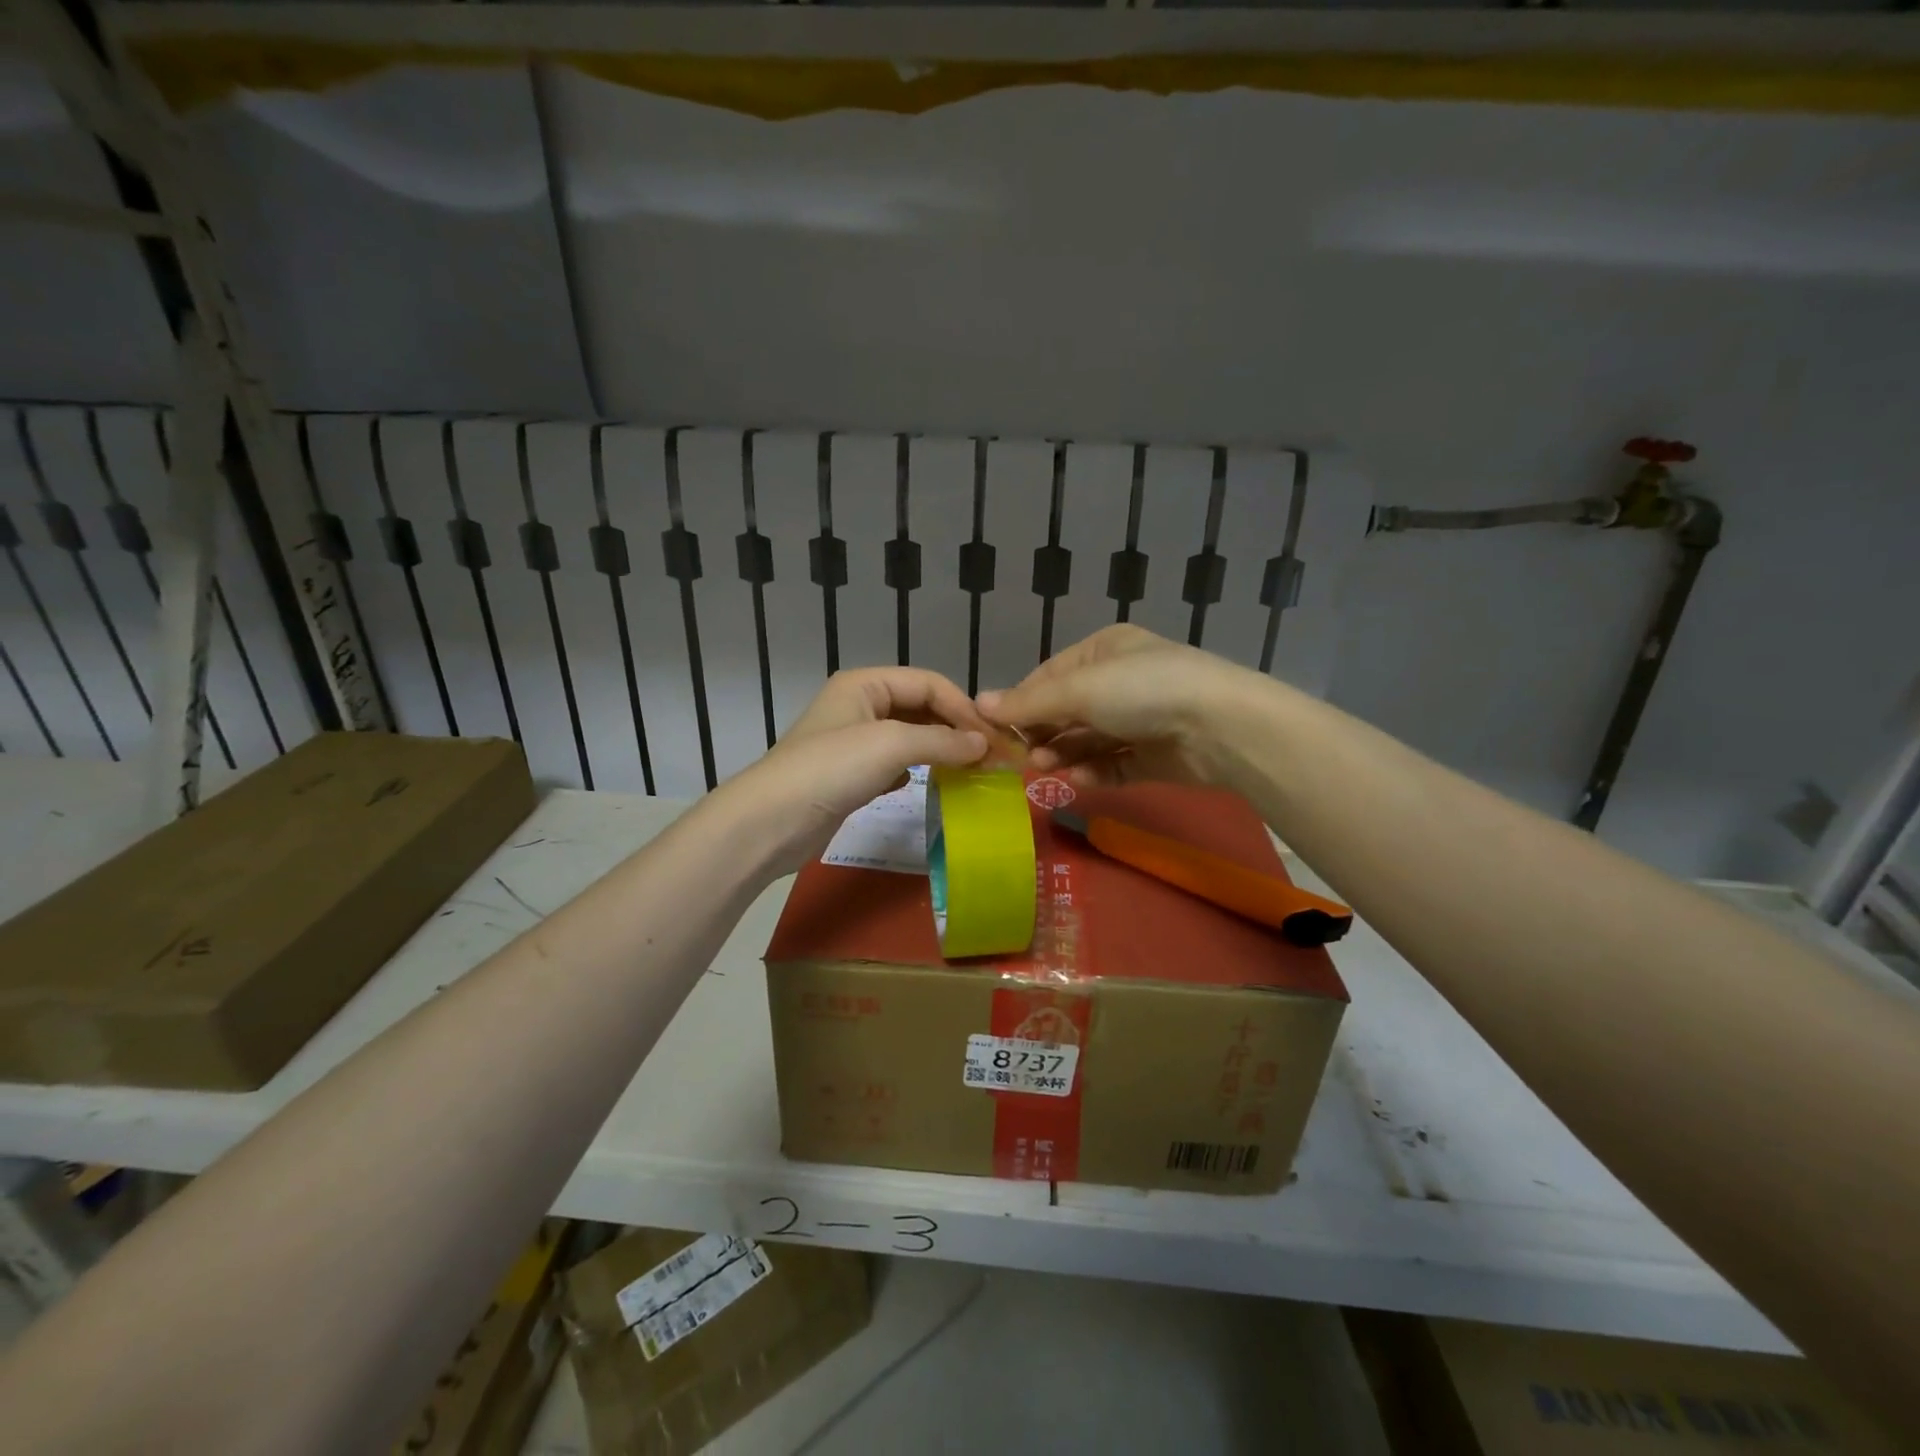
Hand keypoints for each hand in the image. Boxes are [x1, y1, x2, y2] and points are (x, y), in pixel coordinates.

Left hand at [724, 667, 990, 869]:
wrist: (770, 822)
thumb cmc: (831, 769)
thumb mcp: (891, 744)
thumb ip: (942, 740)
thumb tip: (984, 745)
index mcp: (865, 684)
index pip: (929, 683)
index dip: (964, 708)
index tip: (995, 740)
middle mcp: (860, 705)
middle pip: (921, 708)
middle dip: (956, 729)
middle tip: (991, 758)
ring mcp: (853, 741)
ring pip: (910, 737)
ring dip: (941, 750)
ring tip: (971, 771)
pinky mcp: (851, 775)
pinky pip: (896, 763)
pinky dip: (918, 770)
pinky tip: (932, 784)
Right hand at [978, 625, 1264, 788]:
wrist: (1220, 727)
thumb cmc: (1141, 691)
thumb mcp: (1079, 689)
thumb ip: (1028, 703)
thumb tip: (976, 704)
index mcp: (1104, 651)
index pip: (1049, 676)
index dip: (1021, 702)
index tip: (994, 729)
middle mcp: (1122, 681)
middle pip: (1068, 710)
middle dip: (1044, 732)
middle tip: (1022, 755)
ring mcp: (1141, 719)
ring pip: (1089, 740)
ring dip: (1065, 752)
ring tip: (1046, 767)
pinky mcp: (1155, 755)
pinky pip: (1114, 764)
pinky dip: (1093, 771)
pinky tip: (1076, 778)